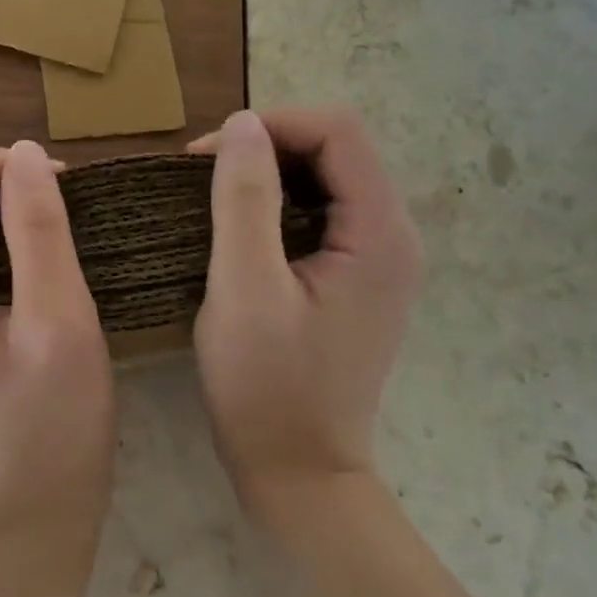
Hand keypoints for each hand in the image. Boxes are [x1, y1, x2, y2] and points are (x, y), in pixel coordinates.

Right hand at [189, 108, 422, 508]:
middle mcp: (394, 236)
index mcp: (379, 233)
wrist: (299, 474)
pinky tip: (240, 227)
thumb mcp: (243, 288)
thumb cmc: (266, 386)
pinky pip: (323, 212)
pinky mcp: (359, 278)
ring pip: (328, 178)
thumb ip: (244, 199)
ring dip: (270, 173)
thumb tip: (242, 122)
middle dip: (268, 145)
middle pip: (337, 149)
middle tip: (202, 174)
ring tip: (213, 195)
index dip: (272, 125)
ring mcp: (380, 259)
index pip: (339, 131)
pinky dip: (279, 203)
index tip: (207, 154)